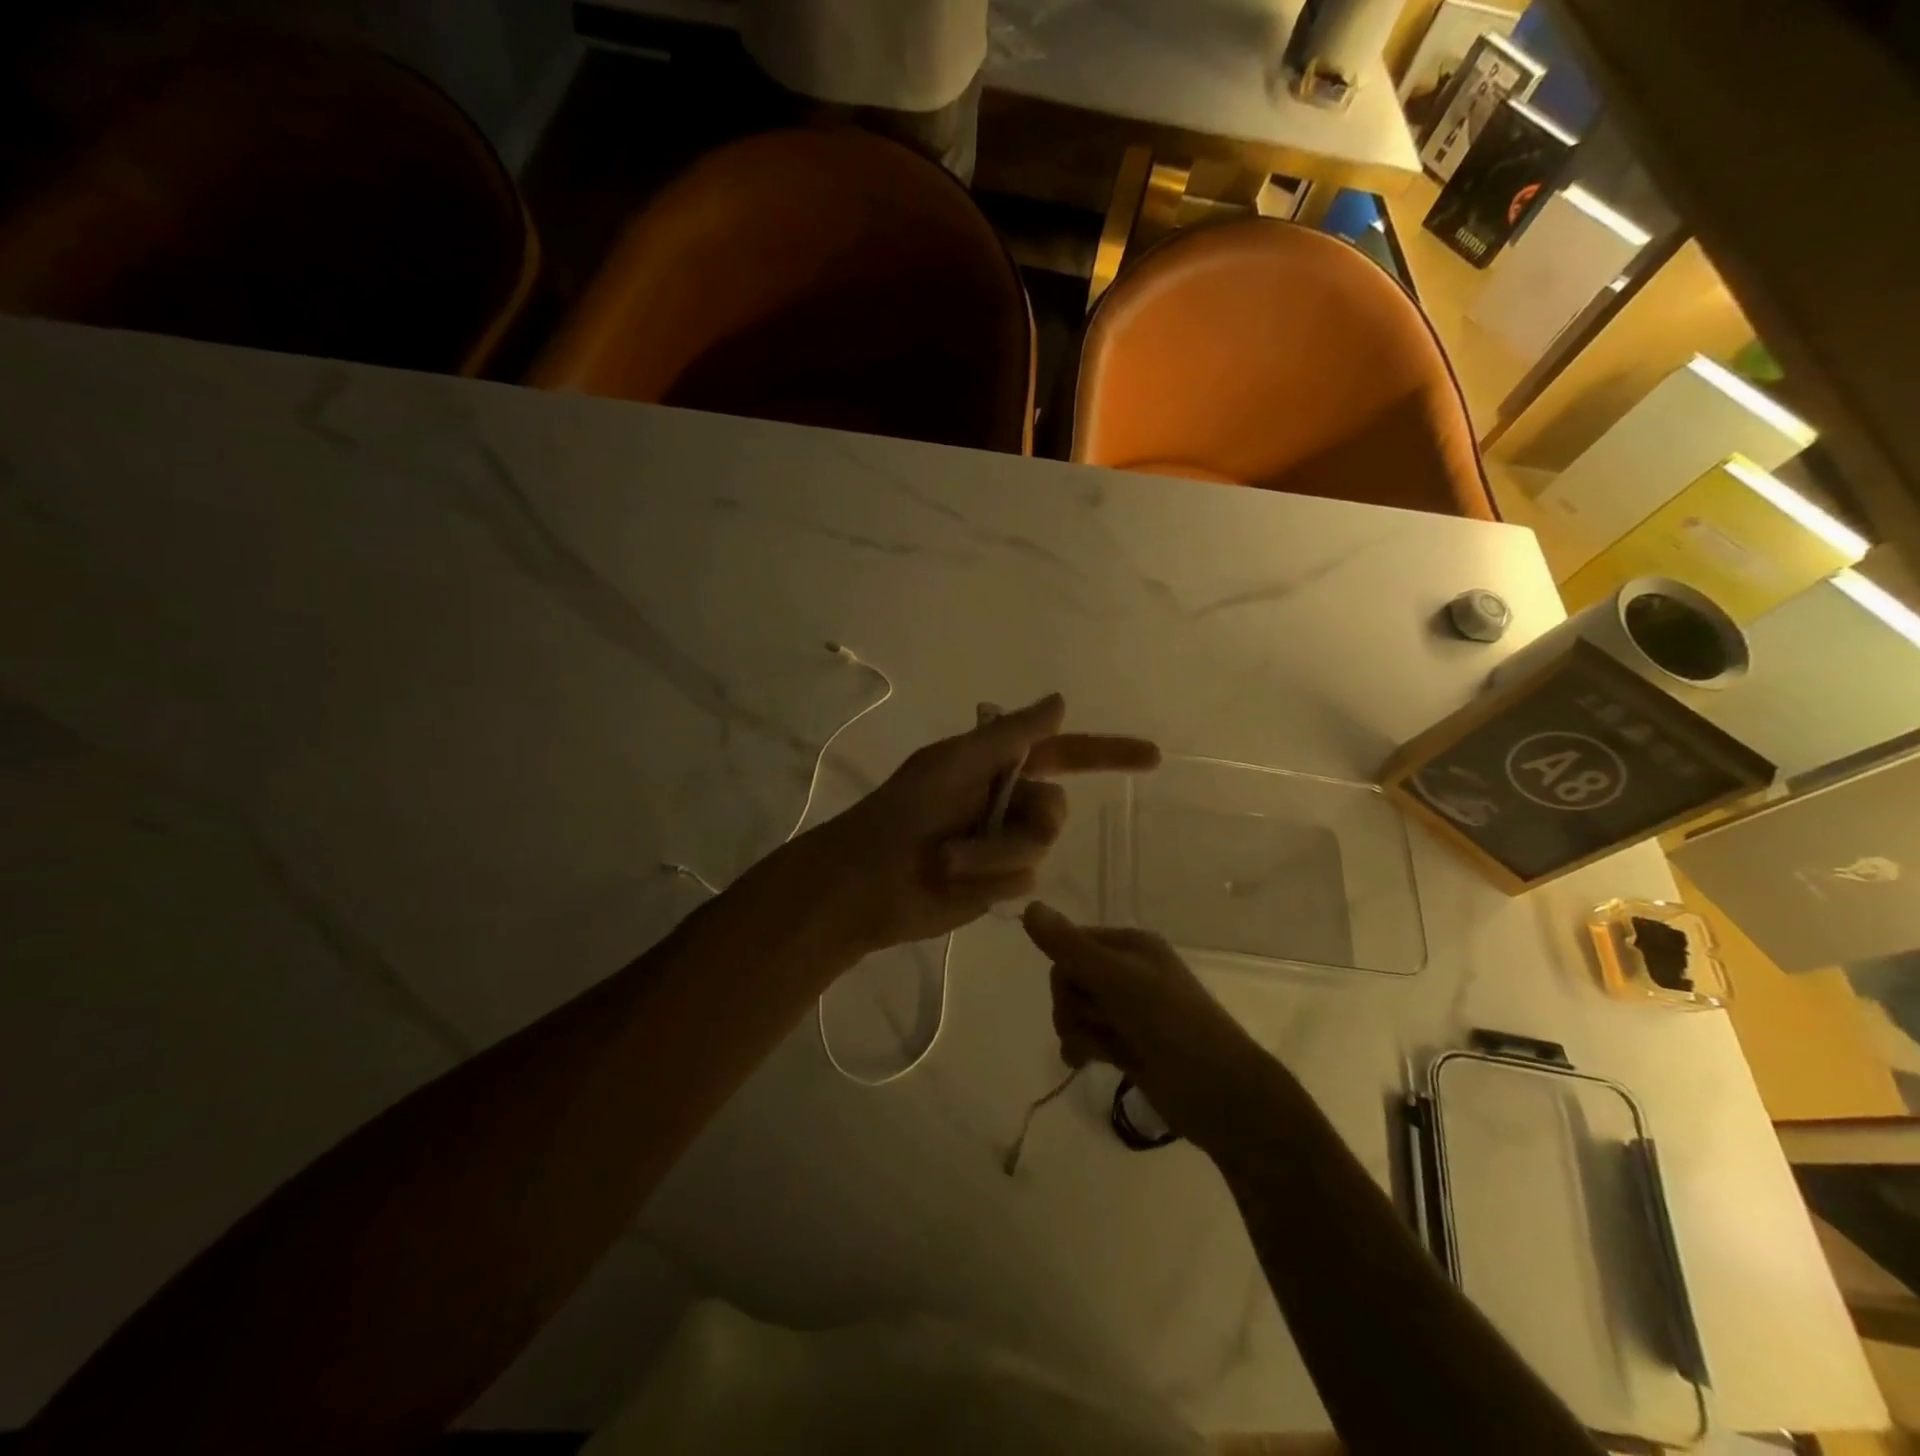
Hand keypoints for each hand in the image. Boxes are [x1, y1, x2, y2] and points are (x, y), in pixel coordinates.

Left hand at [809, 694, 1158, 954]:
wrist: (865, 883)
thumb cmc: (902, 813)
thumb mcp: (956, 762)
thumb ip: (1012, 735)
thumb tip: (1059, 701)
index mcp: (994, 765)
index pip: (1062, 754)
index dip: (1107, 754)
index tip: (1152, 757)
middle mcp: (1004, 802)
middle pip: (1054, 811)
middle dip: (1016, 828)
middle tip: (963, 837)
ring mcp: (1001, 845)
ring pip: (1039, 850)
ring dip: (994, 858)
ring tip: (948, 863)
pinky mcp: (995, 886)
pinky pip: (1022, 883)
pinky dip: (989, 883)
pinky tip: (955, 883)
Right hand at [1021, 902, 1280, 1152]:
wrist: (1222, 1095)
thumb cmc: (1172, 1026)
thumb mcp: (1118, 981)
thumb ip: (1071, 948)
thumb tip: (1029, 907)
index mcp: (1131, 945)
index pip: (1072, 944)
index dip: (1066, 970)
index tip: (1077, 991)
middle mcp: (1128, 972)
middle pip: (1070, 979)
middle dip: (1072, 1005)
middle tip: (1095, 1022)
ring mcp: (1128, 1011)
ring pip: (1076, 1010)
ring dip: (1077, 1029)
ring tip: (1096, 1049)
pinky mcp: (1127, 1045)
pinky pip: (1087, 1036)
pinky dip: (1082, 1047)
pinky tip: (1086, 1062)